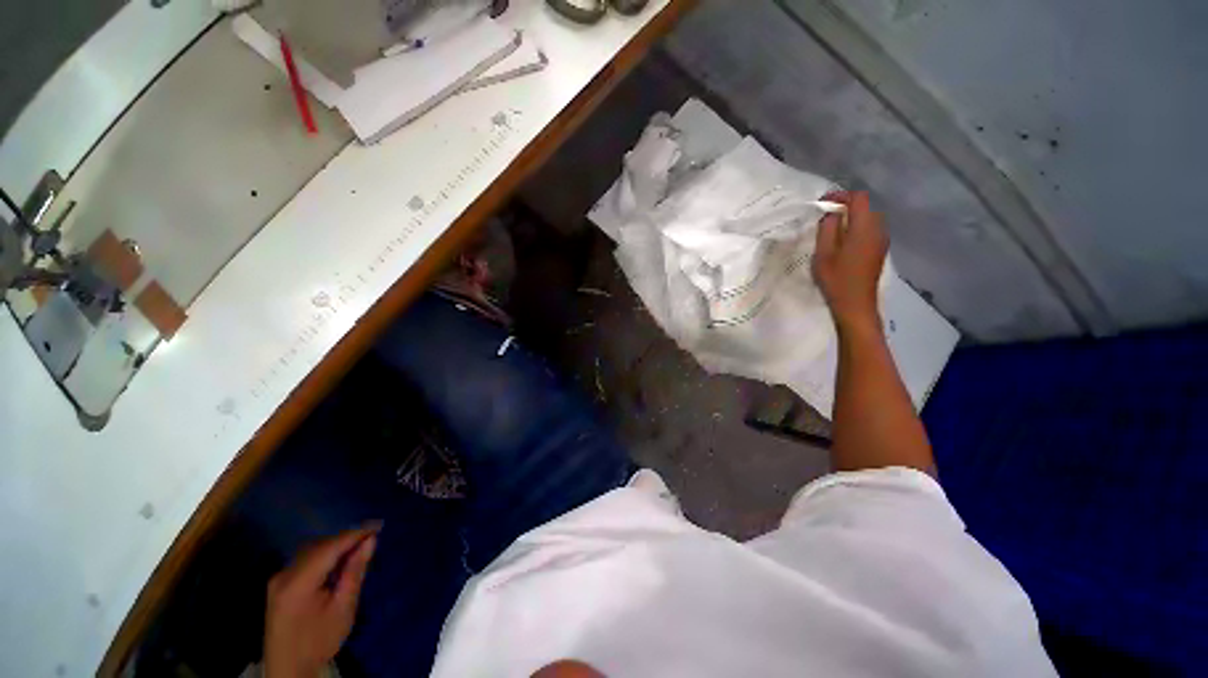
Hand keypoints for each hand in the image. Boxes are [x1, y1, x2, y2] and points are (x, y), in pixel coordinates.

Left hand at [264, 524, 379, 677]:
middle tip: (372, 536)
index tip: (378, 525)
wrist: (288, 669)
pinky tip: (339, 559)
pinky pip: (305, 559)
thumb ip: (355, 571)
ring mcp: (278, 579)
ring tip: (359, 545)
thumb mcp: (344, 608)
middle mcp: (284, 575)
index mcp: (298, 583)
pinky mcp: (279, 583)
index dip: (355, 534)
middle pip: (319, 546)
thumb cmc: (320, 640)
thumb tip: (371, 540)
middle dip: (346, 539)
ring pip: (312, 550)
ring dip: (336, 545)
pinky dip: (325, 554)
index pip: (330, 548)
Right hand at [812, 191, 888, 332]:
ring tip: (832, 227)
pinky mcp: (879, 250)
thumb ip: (828, 228)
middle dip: (846, 205)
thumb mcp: (824, 253)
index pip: (858, 198)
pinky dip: (856, 227)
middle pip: (865, 206)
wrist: (855, 304)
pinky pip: (870, 229)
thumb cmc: (836, 278)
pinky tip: (843, 240)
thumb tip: (832, 213)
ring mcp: (881, 240)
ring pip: (868, 218)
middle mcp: (878, 229)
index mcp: (864, 227)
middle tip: (825, 215)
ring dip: (851, 217)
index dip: (841, 195)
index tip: (822, 202)